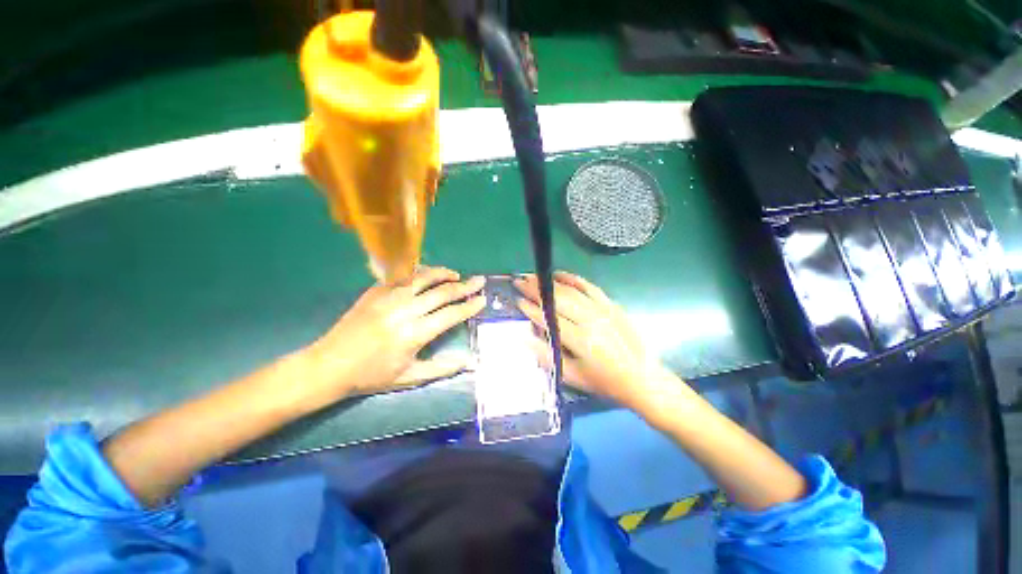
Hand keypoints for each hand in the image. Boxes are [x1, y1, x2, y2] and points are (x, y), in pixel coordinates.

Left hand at [304, 267, 485, 404]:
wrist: (329, 365)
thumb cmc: (371, 375)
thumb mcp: (409, 378)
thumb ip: (441, 369)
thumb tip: (468, 362)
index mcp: (414, 333)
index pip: (451, 314)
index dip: (470, 306)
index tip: (482, 299)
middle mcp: (405, 310)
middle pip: (443, 292)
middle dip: (465, 286)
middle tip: (479, 281)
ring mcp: (389, 297)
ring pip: (424, 277)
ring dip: (444, 274)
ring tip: (456, 275)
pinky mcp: (376, 291)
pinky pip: (404, 276)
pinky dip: (420, 273)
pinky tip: (427, 275)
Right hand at [515, 272, 690, 420]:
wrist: (642, 378)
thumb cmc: (604, 382)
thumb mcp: (572, 376)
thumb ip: (546, 356)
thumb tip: (524, 338)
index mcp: (580, 340)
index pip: (550, 319)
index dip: (531, 309)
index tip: (517, 300)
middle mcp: (590, 320)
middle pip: (558, 300)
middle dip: (536, 289)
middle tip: (520, 281)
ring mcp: (602, 310)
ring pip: (571, 291)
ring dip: (550, 282)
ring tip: (534, 276)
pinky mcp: (611, 305)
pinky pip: (590, 287)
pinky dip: (573, 278)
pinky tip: (560, 274)